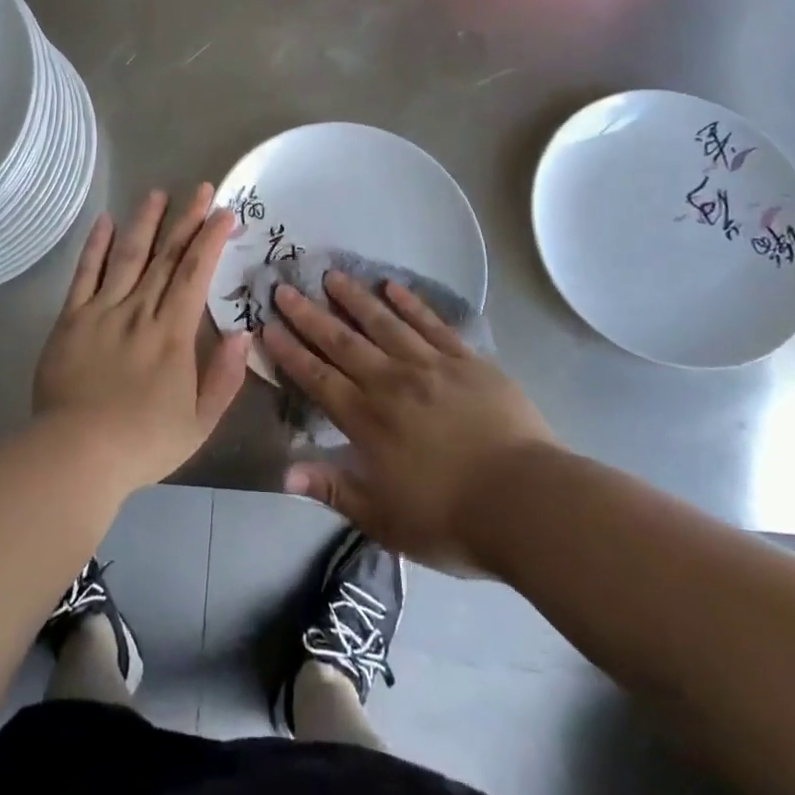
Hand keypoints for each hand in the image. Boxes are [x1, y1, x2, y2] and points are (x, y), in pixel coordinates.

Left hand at [33, 184, 249, 492]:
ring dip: (144, 222)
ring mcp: (102, 311)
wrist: (76, 454)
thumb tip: (243, 334)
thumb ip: (225, 377)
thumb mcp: (199, 422)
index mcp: (173, 333)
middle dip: (186, 220)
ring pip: (127, 256)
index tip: (224, 213)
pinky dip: (95, 246)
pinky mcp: (71, 319)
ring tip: (157, 193)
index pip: (196, 274)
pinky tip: (105, 221)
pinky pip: (85, 274)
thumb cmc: (143, 442)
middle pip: (166, 257)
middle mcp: (139, 311)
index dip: (211, 239)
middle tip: (201, 188)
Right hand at [261, 271, 559, 570]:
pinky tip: (393, 286)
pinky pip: (431, 324)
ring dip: (355, 298)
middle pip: (342, 342)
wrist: (527, 503)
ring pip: (383, 323)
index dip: (290, 351)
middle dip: (309, 315)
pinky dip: (410, 303)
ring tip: (332, 275)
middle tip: (285, 288)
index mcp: (367, 420)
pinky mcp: (466, 361)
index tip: (268, 325)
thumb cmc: (451, 519)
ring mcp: (430, 366)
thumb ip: (333, 490)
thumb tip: (283, 472)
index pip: (317, 377)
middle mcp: (391, 383)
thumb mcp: (383, 519)